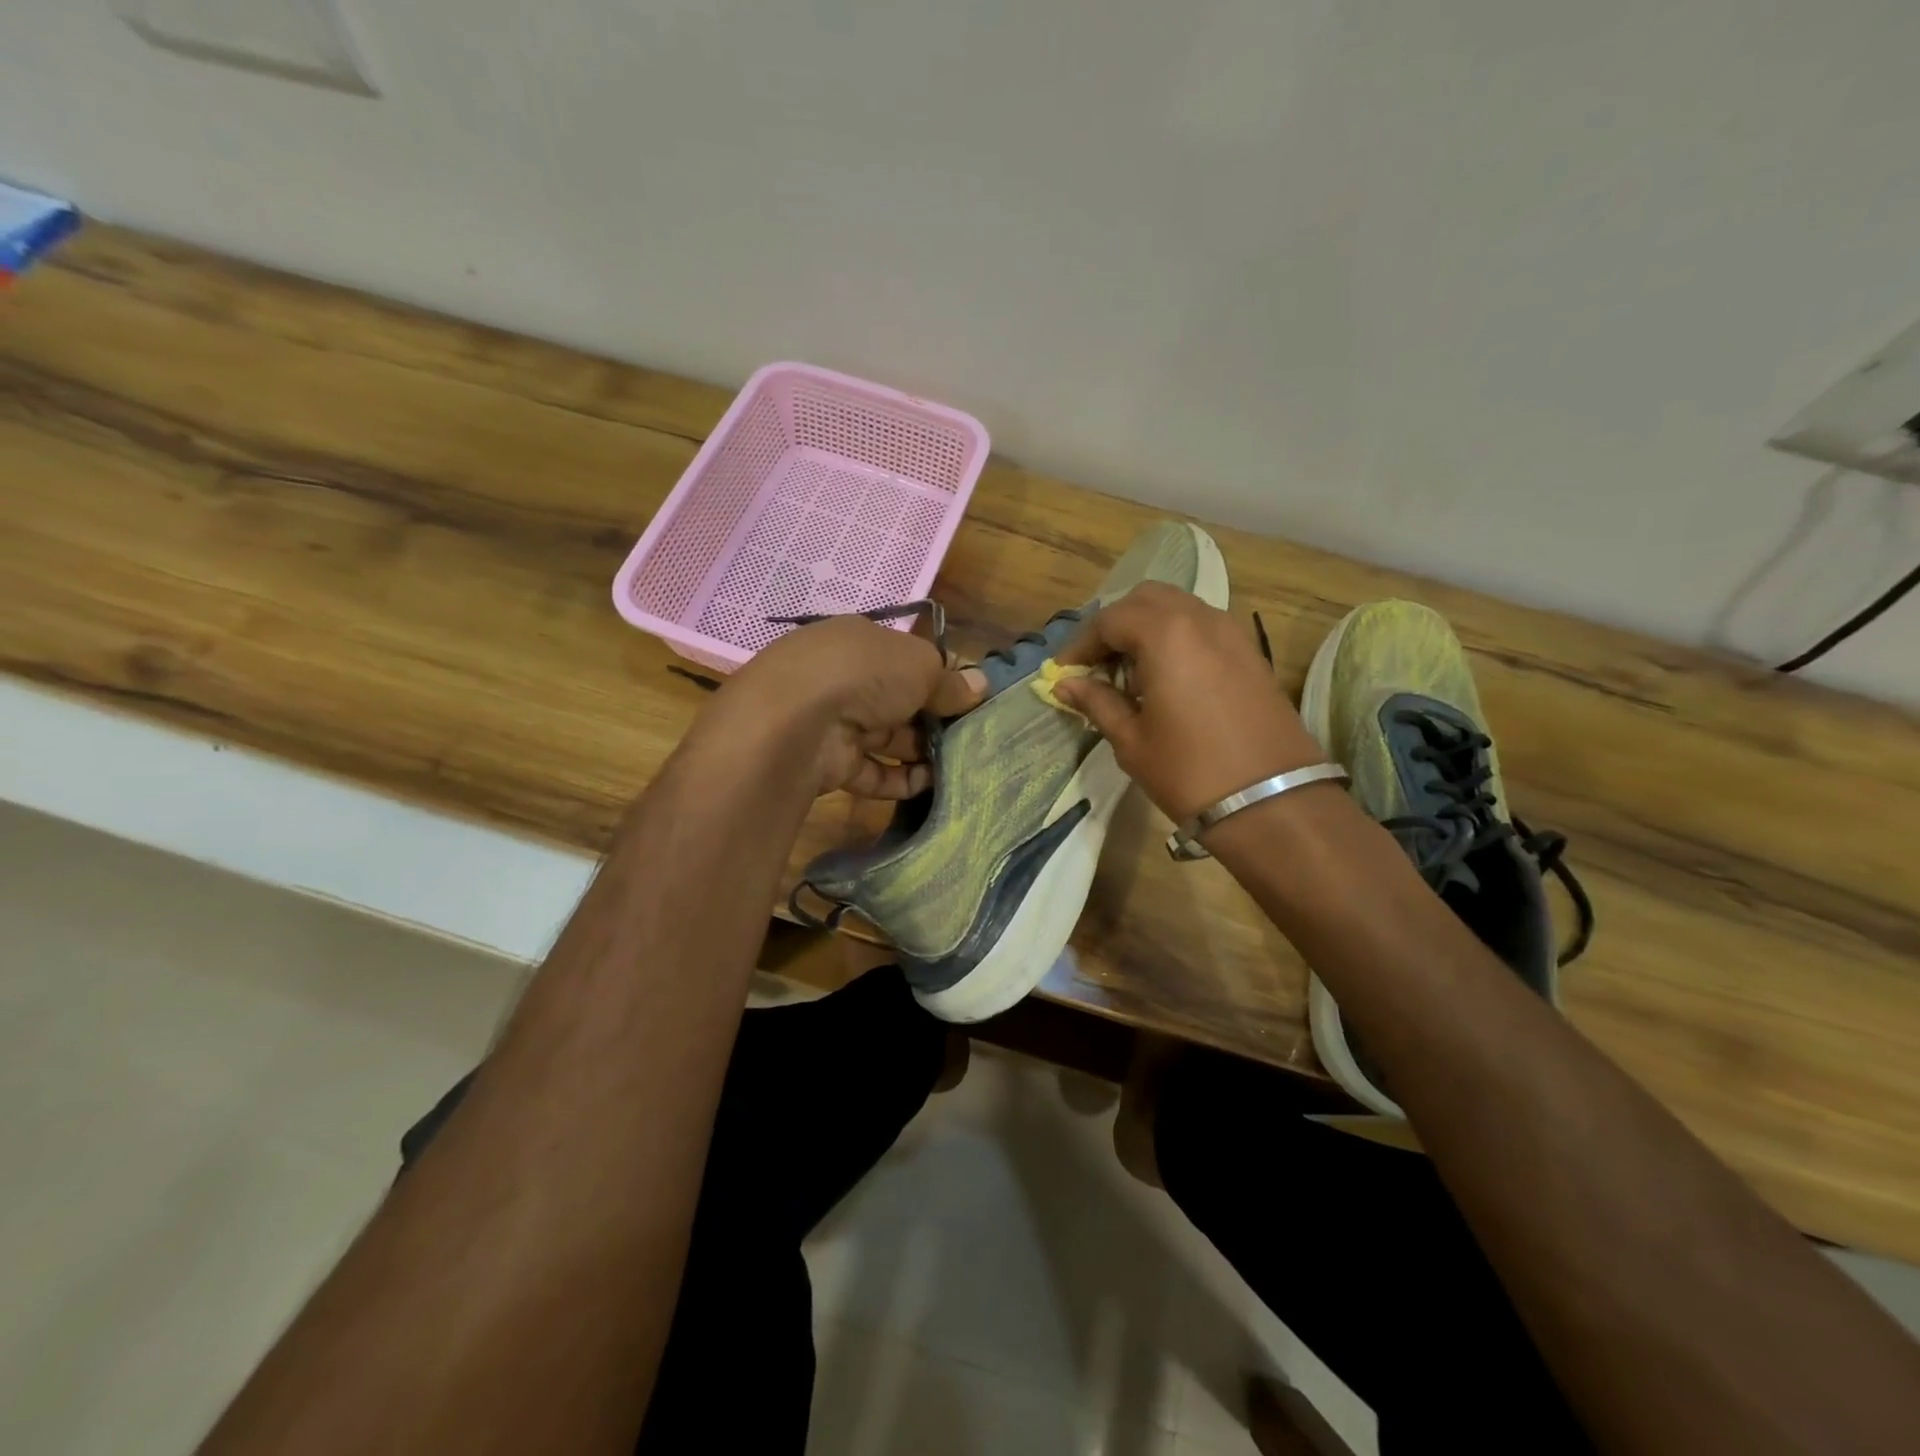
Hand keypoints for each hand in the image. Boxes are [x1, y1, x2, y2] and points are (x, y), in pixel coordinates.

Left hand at [700, 614, 984, 797]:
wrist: (797, 723)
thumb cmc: (864, 674)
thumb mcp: (918, 666)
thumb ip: (949, 680)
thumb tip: (981, 685)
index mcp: (859, 641)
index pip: (904, 658)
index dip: (937, 677)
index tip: (968, 699)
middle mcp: (843, 679)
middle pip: (897, 700)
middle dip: (932, 718)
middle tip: (969, 736)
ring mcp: (833, 722)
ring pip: (886, 738)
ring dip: (920, 752)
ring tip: (959, 765)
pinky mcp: (829, 763)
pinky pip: (872, 772)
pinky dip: (900, 779)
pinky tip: (930, 786)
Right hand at [1053, 583, 1325, 822]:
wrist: (1274, 802)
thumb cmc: (1189, 772)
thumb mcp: (1131, 740)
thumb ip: (1097, 702)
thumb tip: (1066, 685)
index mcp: (1165, 634)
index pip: (1110, 620)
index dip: (1081, 644)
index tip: (1064, 673)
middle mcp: (1200, 619)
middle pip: (1146, 600)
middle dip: (1115, 625)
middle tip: (1096, 665)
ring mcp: (1232, 633)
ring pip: (1178, 608)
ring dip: (1147, 628)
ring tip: (1129, 673)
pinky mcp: (1251, 653)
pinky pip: (1203, 627)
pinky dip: (1176, 638)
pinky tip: (1166, 679)